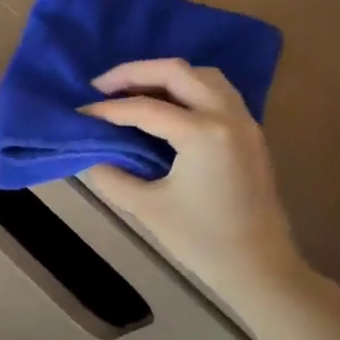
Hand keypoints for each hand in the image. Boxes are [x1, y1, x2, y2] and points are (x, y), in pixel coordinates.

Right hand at [81, 58, 310, 301]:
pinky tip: (165, 106)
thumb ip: (112, 175)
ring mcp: (244, 122)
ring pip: (202, 75)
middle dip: (134, 73)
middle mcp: (227, 116)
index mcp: (203, 134)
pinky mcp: (250, 134)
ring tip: (132, 91)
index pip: (145, 108)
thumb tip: (91, 154)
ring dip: (164, 76)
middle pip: (177, 72)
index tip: (79, 112)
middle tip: (100, 85)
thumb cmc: (202, 241)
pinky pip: (217, 92)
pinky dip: (187, 88)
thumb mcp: (146, 208)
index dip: (107, 109)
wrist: (259, 268)